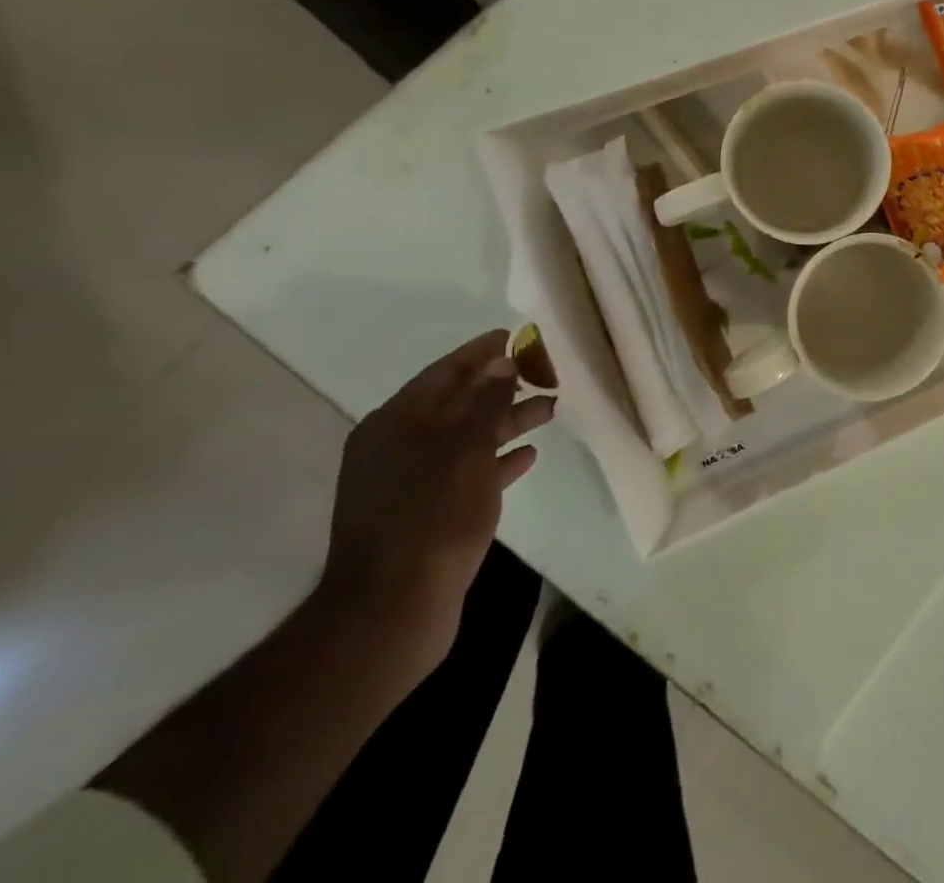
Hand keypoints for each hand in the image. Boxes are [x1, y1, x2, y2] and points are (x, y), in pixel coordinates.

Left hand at [317, 330, 553, 678]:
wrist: (393, 608)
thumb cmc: (431, 516)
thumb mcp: (464, 449)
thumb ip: (485, 401)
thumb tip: (501, 360)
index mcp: (396, 423)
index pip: (445, 372)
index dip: (483, 351)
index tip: (522, 335)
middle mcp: (398, 446)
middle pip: (458, 402)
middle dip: (502, 384)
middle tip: (548, 371)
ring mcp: (411, 482)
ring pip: (468, 437)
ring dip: (507, 420)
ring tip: (551, 409)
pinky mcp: (427, 513)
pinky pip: (469, 472)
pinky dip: (497, 459)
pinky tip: (529, 455)